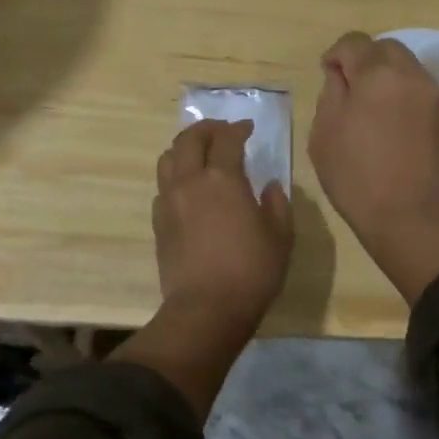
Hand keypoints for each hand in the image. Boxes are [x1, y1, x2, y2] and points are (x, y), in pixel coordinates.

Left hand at [152, 119, 292, 342]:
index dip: (238, 129)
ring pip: (168, 159)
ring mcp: (169, 201)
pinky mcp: (158, 222)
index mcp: (223, 179)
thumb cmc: (251, 271)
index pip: (227, 139)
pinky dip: (176, 177)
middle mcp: (190, 182)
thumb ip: (277, 204)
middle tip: (222, 132)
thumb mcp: (280, 237)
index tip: (248, 128)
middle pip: (189, 139)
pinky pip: (163, 187)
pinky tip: (189, 189)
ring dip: (185, 148)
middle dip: (206, 129)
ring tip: (200, 155)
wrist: (206, 309)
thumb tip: (270, 186)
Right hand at [309, 33, 438, 301]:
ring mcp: (435, 96)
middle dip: (366, 60)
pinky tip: (393, 124)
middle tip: (350, 89)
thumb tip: (341, 76)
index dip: (337, 54)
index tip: (328, 75)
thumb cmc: (358, 178)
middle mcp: (412, 75)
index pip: (354, 42)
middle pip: (387, 48)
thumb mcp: (325, 135)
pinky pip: (421, 92)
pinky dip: (404, 96)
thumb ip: (331, 94)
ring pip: (408, 68)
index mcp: (377, 74)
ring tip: (372, 109)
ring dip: (387, 77)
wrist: (413, 219)